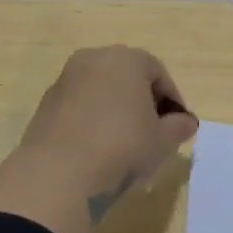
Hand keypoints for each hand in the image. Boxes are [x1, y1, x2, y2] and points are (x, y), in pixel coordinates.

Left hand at [16, 46, 198, 220]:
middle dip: (143, 102)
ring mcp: (66, 79)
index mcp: (125, 58)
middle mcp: (93, 59)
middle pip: (128, 77)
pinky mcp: (46, 103)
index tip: (178, 127)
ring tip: (126, 145)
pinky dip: (92, 120)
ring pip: (102, 91)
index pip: (158, 73)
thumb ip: (179, 127)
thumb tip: (186, 123)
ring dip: (116, 111)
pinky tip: (98, 149)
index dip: (172, 100)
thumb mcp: (162, 141)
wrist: (58, 173)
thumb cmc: (121, 146)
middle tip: (154, 133)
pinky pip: (80, 107)